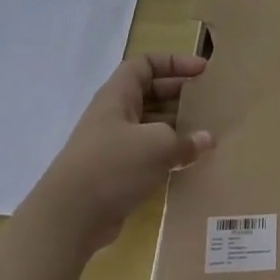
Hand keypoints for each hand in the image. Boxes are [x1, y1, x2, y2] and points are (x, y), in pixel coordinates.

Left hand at [37, 53, 213, 240]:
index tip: (202, 71)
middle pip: (150, 93)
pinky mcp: (115, 173)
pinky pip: (147, 153)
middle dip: (179, 94)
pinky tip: (188, 163)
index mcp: (117, 96)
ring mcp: (112, 145)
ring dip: (176, 127)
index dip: (174, 62)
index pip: (145, 64)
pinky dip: (167, 154)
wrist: (69, 218)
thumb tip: (206, 140)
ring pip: (150, 125)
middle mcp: (113, 115)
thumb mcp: (158, 145)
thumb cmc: (113, 165)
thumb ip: (186, 140)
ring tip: (205, 133)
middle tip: (209, 101)